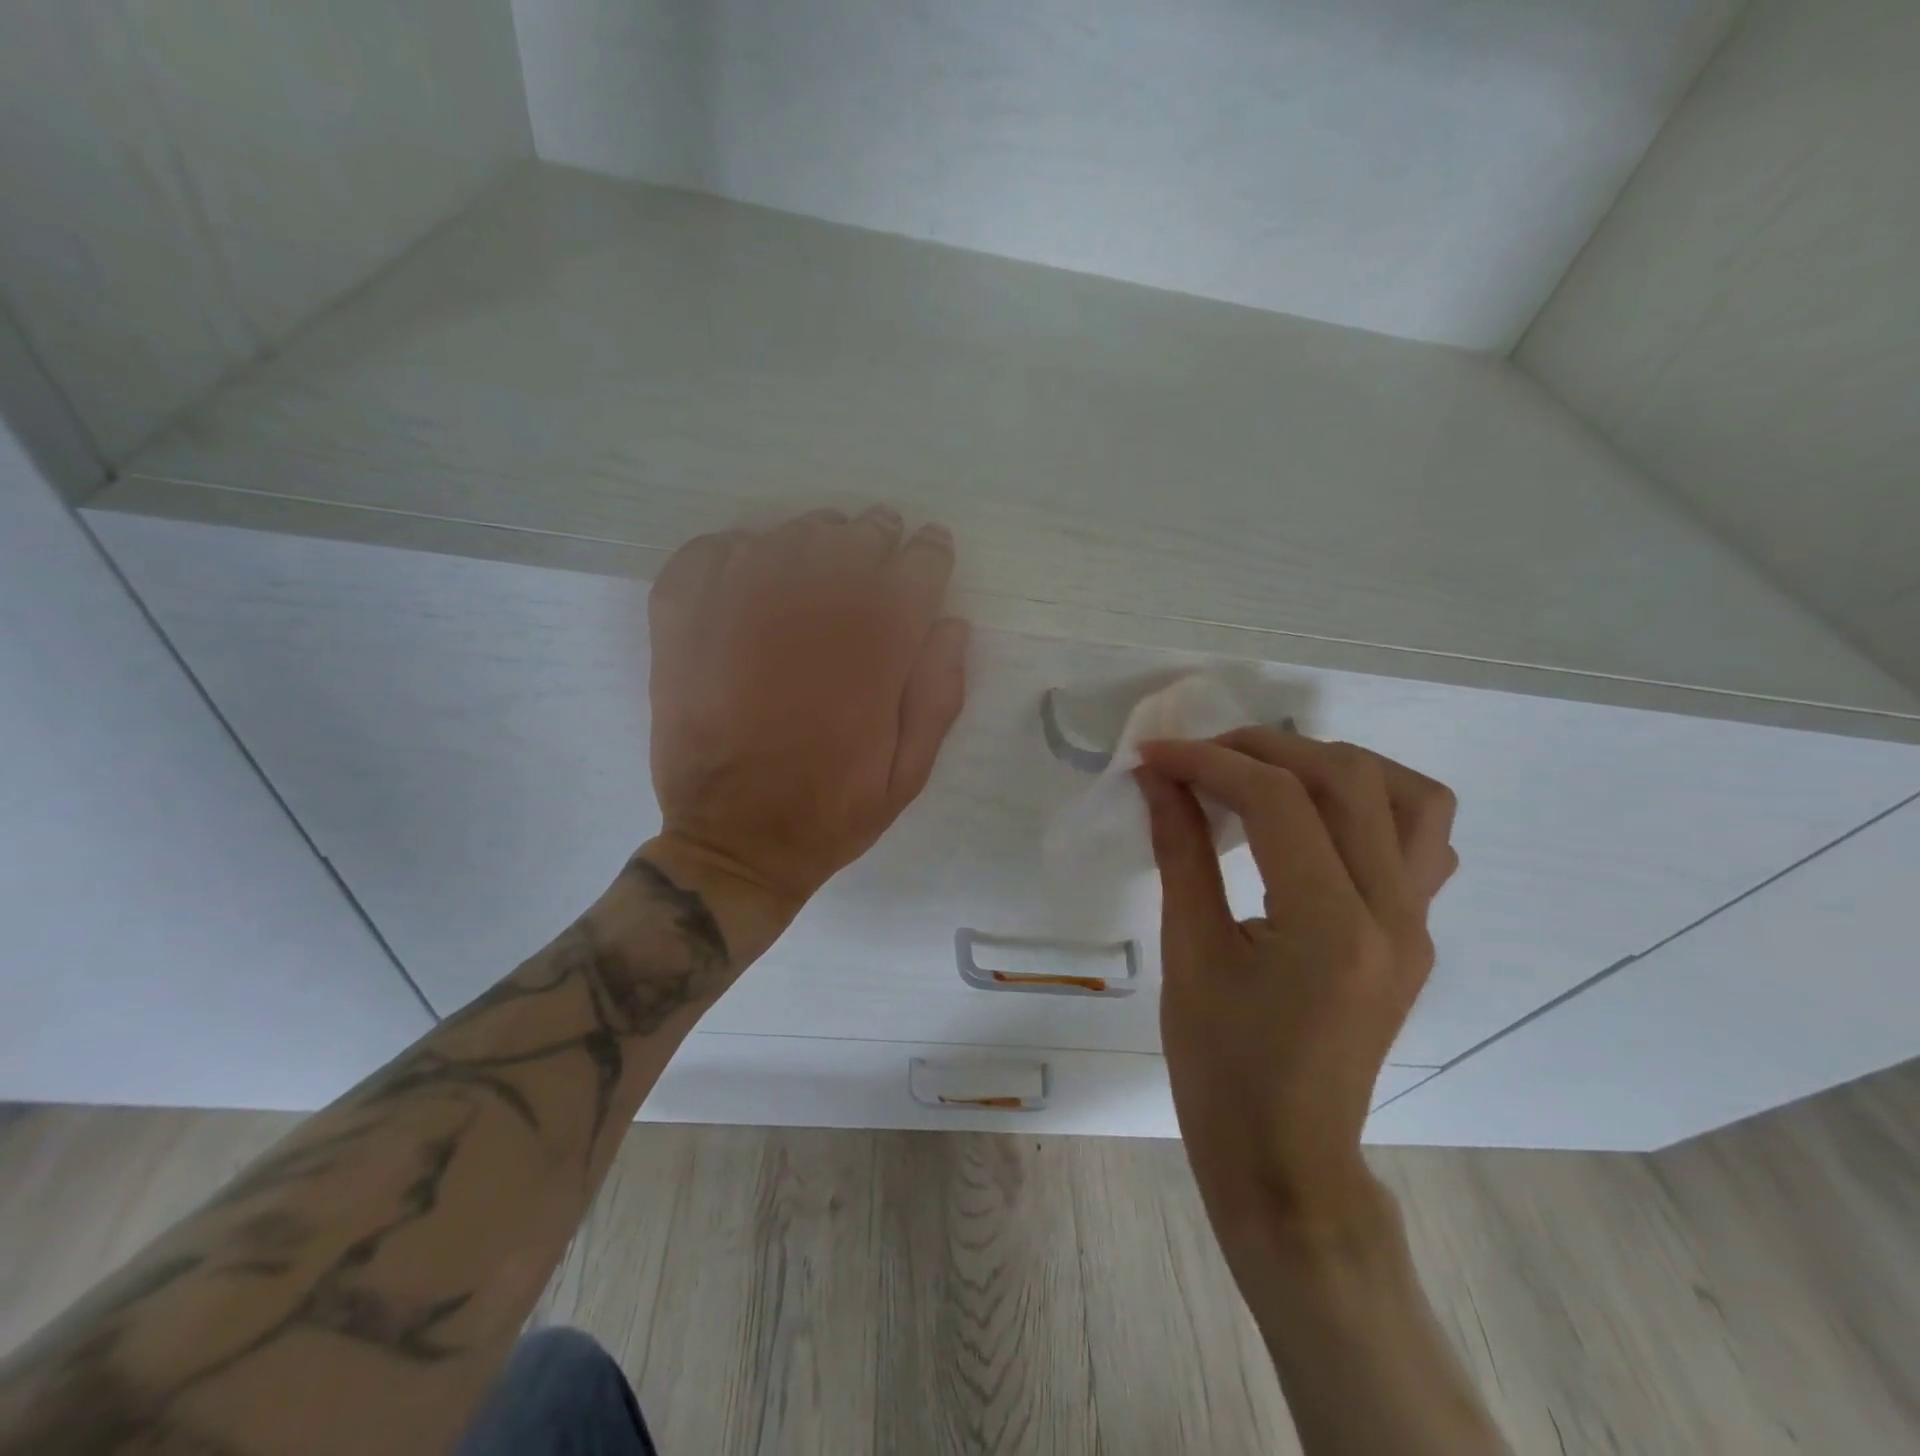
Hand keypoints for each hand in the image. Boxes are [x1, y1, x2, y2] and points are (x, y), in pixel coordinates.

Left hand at [643, 507, 969, 923]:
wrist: (732, 843)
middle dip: (879, 536)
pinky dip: (737, 549)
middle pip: (855, 538)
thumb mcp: (910, 773)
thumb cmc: (831, 811)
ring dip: (818, 537)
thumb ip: (939, 693)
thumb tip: (950, 623)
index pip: (916, 568)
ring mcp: (738, 609)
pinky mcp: (683, 620)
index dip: (930, 553)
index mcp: (873, 652)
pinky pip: (711, 552)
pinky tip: (751, 572)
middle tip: (881, 548)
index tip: (931, 551)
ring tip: (825, 557)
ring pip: (790, 534)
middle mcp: (809, 614)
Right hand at [1135, 731, 1457, 1256]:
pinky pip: (1421, 841)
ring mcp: (1417, 925)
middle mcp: (1393, 914)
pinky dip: (1371, 805)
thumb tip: (1157, 779)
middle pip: (1347, 778)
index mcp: (1329, 927)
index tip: (1154, 755)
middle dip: (1263, 748)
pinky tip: (1316, 822)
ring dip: (1334, 764)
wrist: (1285, 1157)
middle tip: (1199, 758)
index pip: (1278, 801)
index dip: (1208, 762)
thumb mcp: (1188, 952)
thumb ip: (1180, 851)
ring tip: (1269, 773)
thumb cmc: (1221, 1067)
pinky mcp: (1416, 935)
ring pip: (1410, 796)